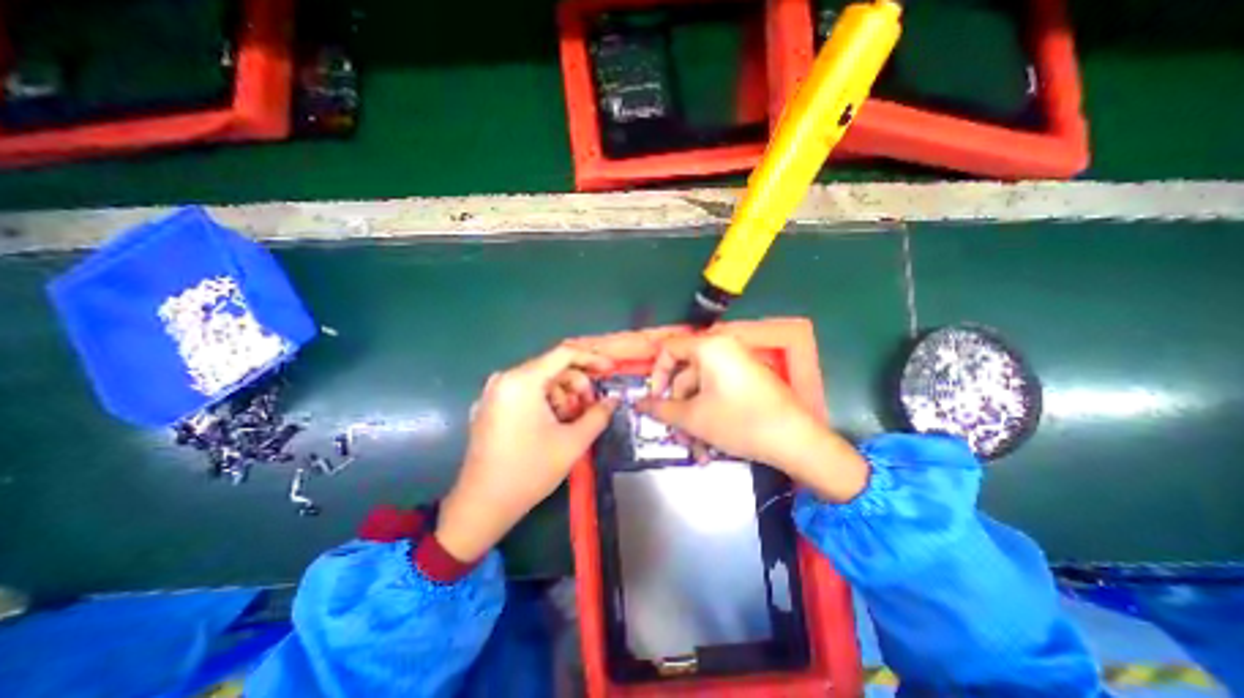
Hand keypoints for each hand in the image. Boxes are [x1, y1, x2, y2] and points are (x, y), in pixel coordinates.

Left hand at [435, 343, 619, 562]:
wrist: (482, 505)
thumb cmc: (529, 471)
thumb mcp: (572, 442)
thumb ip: (598, 415)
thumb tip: (613, 400)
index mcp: (522, 381)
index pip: (564, 354)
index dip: (592, 359)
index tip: (611, 370)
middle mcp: (505, 379)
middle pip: (552, 368)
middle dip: (578, 384)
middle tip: (593, 406)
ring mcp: (495, 392)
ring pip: (540, 381)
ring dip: (564, 395)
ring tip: (573, 420)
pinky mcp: (491, 406)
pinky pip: (526, 392)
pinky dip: (546, 401)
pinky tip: (555, 423)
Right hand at [636, 331, 867, 501]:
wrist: (797, 441)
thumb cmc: (739, 421)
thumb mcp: (694, 417)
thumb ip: (661, 409)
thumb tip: (638, 404)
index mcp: (710, 347)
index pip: (669, 349)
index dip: (656, 374)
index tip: (654, 401)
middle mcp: (724, 349)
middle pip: (686, 374)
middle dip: (678, 408)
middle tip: (675, 434)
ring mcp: (738, 365)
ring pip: (702, 390)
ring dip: (693, 419)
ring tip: (696, 449)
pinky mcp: (748, 381)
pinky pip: (718, 394)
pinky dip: (710, 416)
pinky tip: (710, 446)